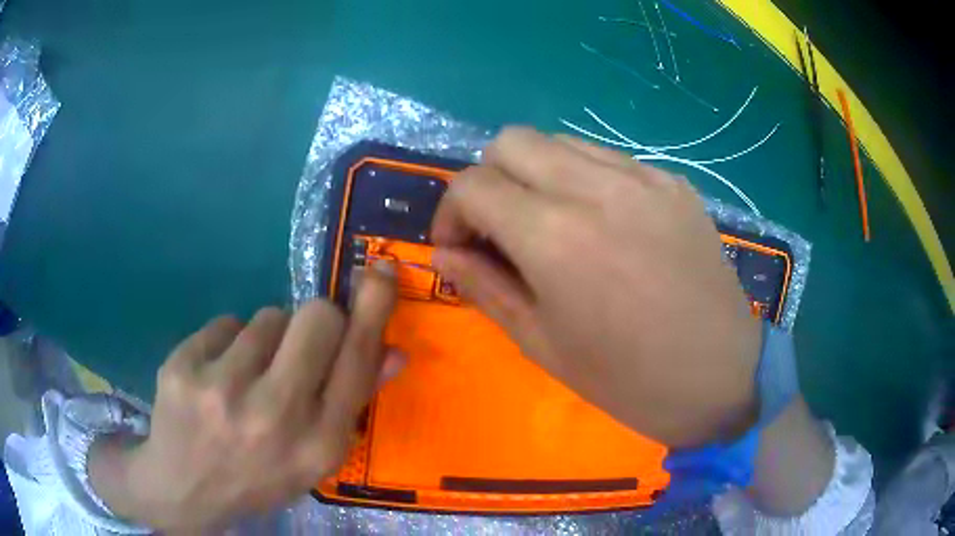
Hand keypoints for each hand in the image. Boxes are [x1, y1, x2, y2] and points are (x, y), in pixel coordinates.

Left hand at [89, 262, 401, 531]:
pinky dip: (228, 344)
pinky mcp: (182, 366)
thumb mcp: (314, 457)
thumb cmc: (259, 475)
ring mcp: (221, 388)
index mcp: (317, 444)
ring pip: (267, 316)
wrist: (185, 488)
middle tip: (299, 342)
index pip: (357, 361)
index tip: (381, 271)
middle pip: (316, 317)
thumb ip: (352, 404)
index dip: (373, 309)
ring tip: (247, 376)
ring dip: (267, 338)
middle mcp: (273, 415)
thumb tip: (393, 351)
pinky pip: (226, 323)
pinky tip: (214, 377)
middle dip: (317, 319)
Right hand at [431, 127, 760, 447]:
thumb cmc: (628, 380)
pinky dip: (582, 179)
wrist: (721, 377)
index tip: (459, 247)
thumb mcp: (542, 343)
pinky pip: (607, 159)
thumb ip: (484, 287)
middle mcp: (595, 187)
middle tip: (498, 228)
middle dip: (488, 179)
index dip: (450, 213)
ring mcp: (641, 177)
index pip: (472, 185)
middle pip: (510, 141)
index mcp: (554, 236)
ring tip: (549, 223)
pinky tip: (601, 224)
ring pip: (558, 141)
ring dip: (534, 174)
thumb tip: (443, 253)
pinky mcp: (672, 182)